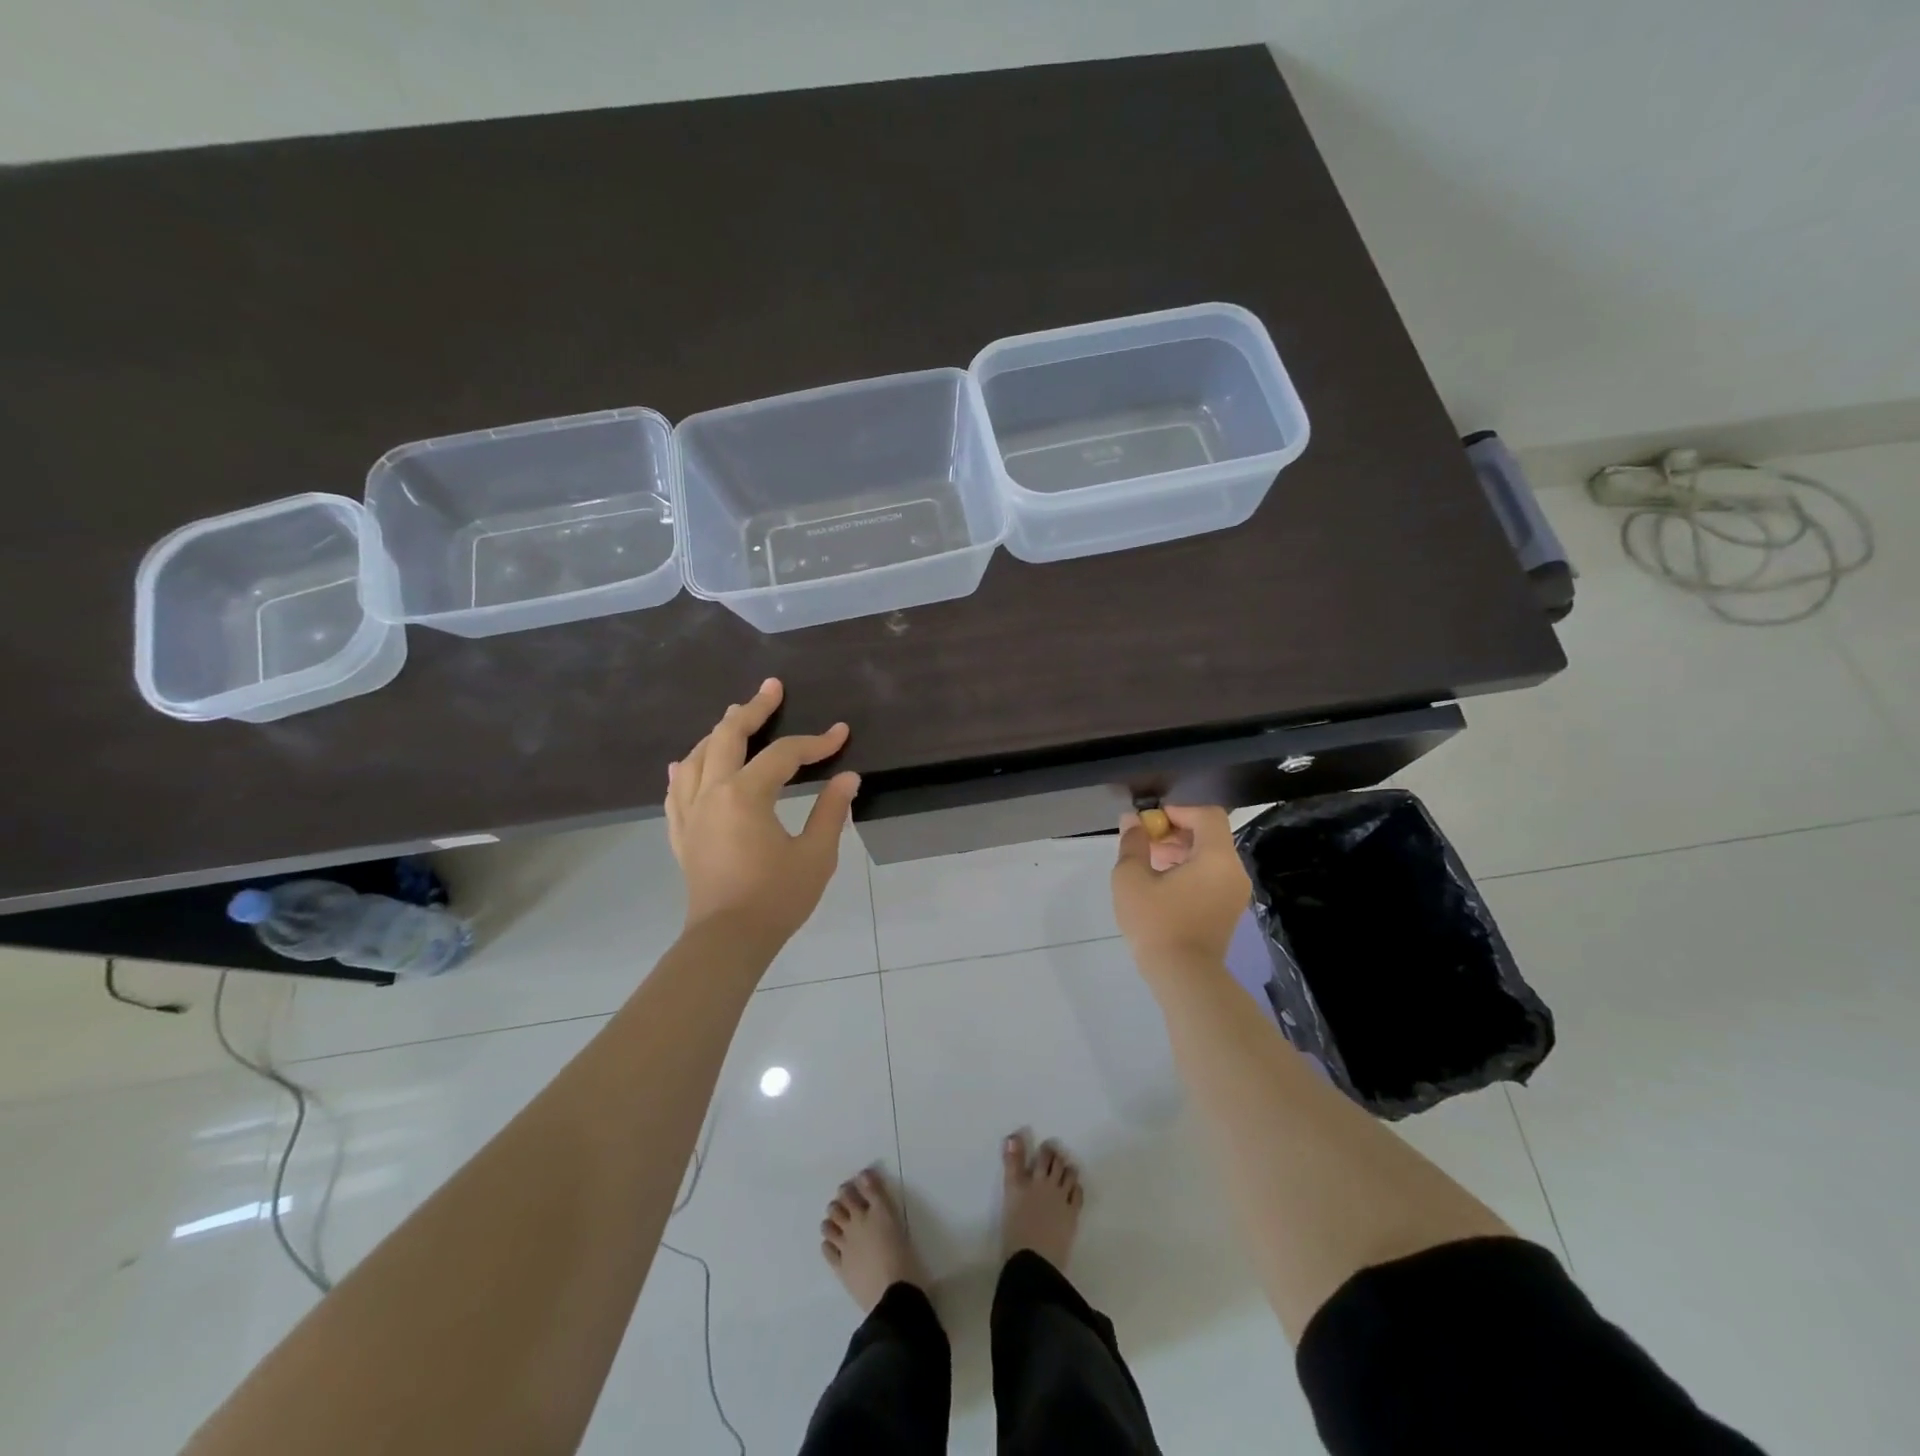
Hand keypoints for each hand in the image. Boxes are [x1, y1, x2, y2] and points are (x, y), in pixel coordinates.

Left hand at [665, 679, 859, 945]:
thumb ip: (831, 811)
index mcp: (745, 795)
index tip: (841, 734)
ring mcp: (690, 813)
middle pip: (727, 737)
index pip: (784, 755)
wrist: (727, 940)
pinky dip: (685, 770)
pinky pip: (676, 791)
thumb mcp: (816, 855)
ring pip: (697, 757)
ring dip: (718, 733)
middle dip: (753, 709)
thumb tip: (848, 778)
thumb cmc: (776, 898)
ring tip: (734, 716)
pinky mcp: (681, 834)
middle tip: (771, 688)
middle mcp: (711, 793)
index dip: (815, 742)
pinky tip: (685, 763)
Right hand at [1111, 805, 1250, 971]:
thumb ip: (1133, 843)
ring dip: (1180, 852)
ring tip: (1148, 863)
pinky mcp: (1228, 911)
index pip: (1207, 815)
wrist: (1184, 977)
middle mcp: (1234, 871)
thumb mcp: (1131, 878)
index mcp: (1217, 857)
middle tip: (1145, 842)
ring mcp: (1234, 893)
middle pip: (1209, 835)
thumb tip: (1132, 821)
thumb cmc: (1157, 922)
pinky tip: (1161, 885)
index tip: (1150, 823)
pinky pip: (1211, 877)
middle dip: (1175, 832)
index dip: (1178, 811)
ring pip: (1210, 857)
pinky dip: (1189, 871)